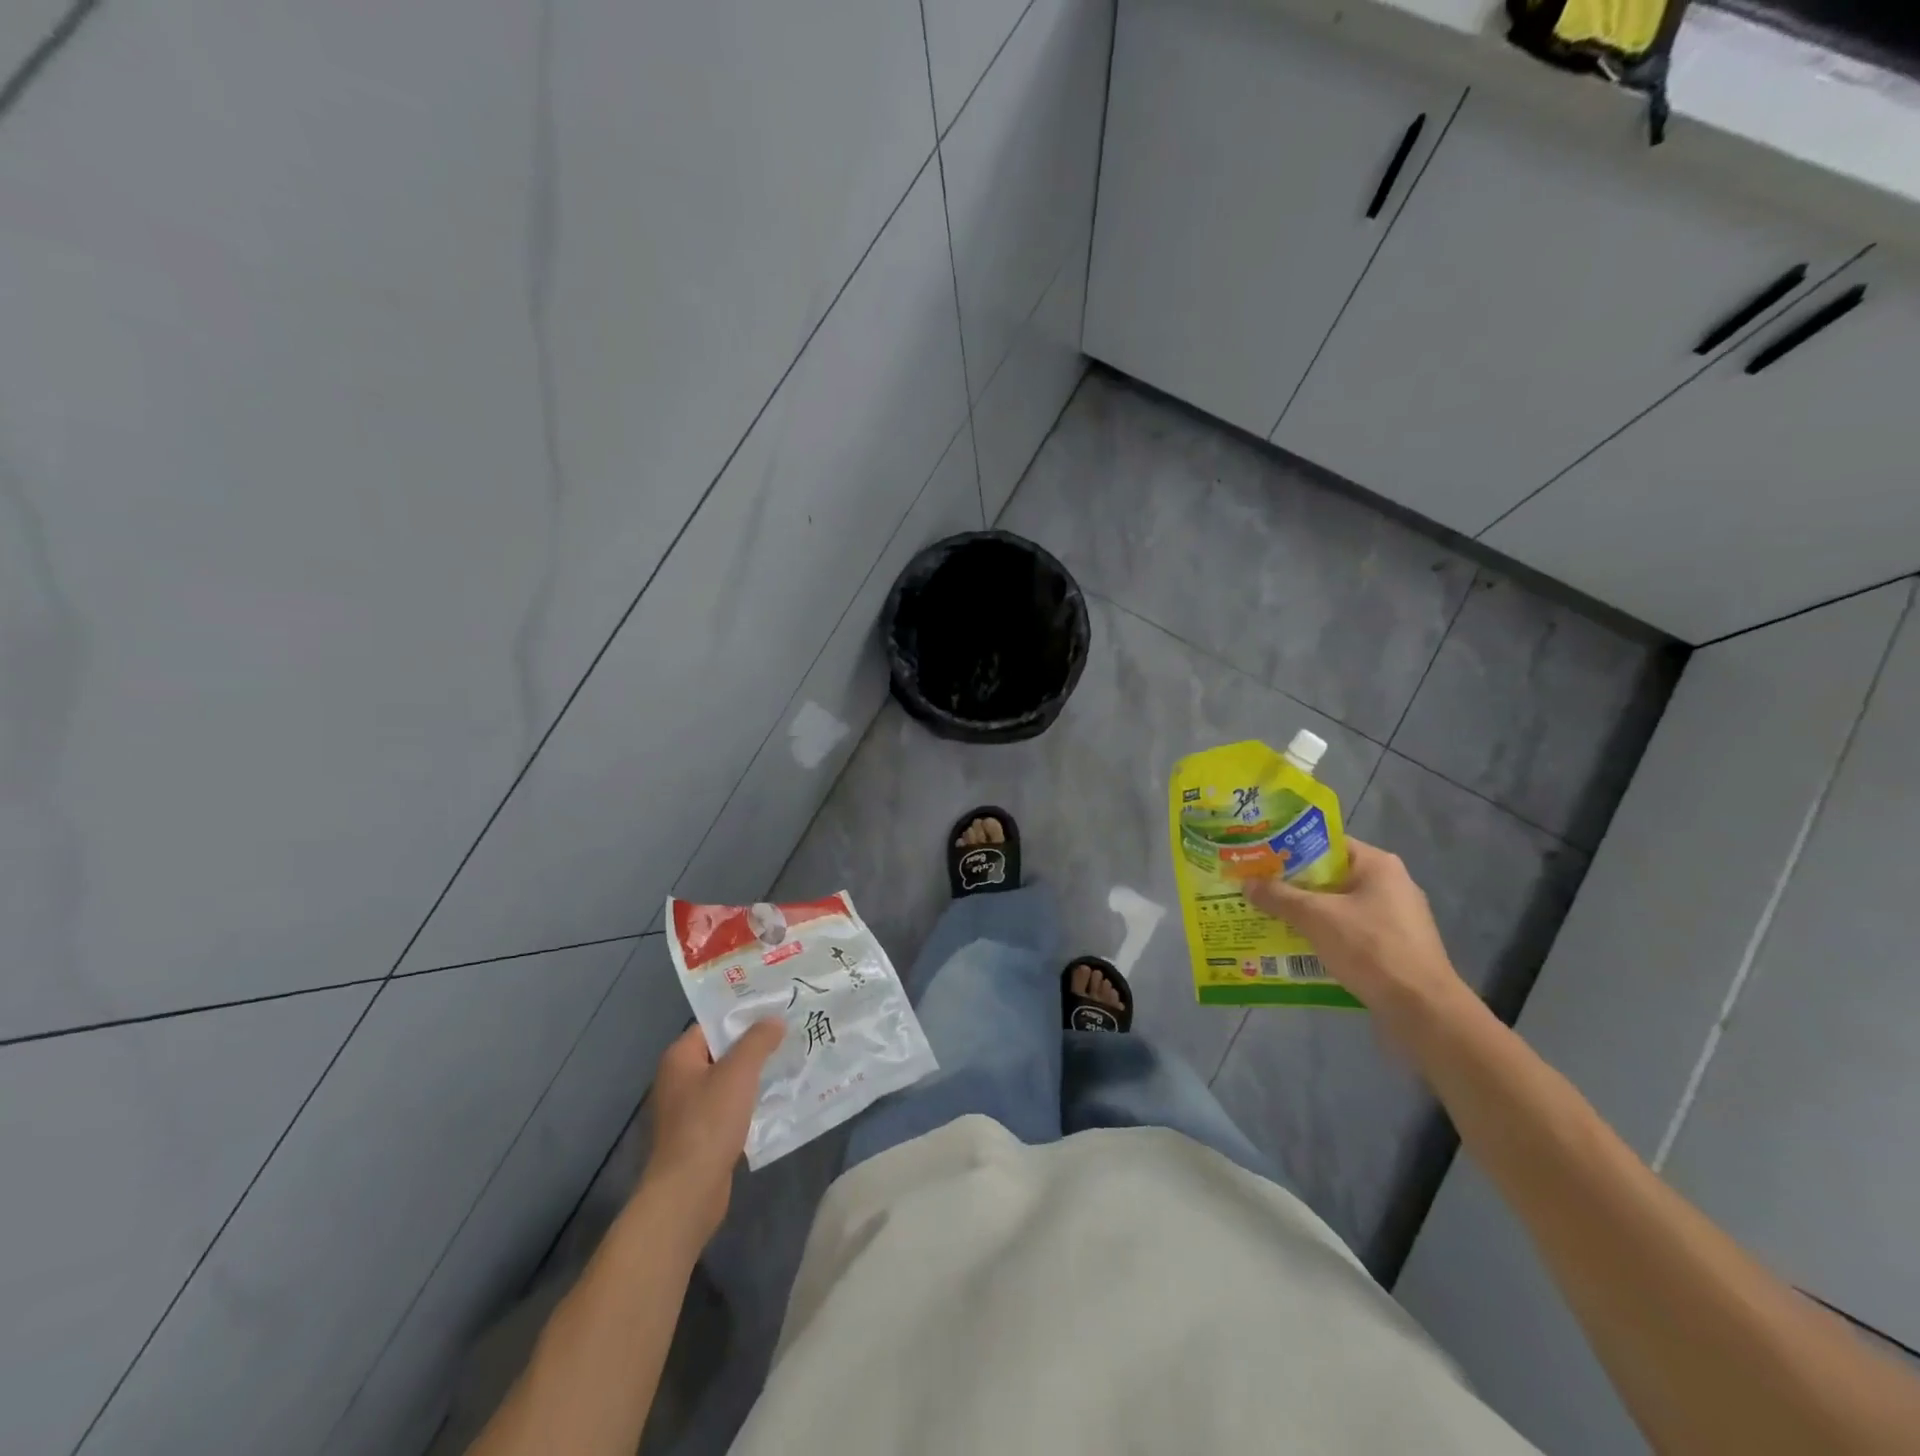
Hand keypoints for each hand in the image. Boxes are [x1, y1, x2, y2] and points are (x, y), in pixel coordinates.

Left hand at [639, 1020, 784, 1247]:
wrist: (688, 1192)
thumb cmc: (709, 1123)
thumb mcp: (738, 1072)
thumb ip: (758, 1041)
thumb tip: (774, 1019)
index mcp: (679, 1058)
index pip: (713, 1024)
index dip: (743, 1016)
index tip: (775, 1010)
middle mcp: (679, 1079)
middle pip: (721, 1052)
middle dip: (754, 1045)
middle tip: (788, 1034)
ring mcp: (688, 1110)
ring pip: (727, 1081)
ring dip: (754, 1074)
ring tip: (789, 1062)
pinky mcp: (700, 1135)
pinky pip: (729, 1107)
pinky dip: (749, 1101)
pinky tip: (775, 1100)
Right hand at [1245, 838, 1472, 1034]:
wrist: (1423, 1010)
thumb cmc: (1370, 948)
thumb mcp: (1316, 918)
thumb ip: (1279, 897)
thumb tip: (1247, 883)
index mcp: (1378, 865)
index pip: (1326, 844)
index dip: (1290, 849)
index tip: (1259, 859)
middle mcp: (1389, 885)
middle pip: (1329, 876)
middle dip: (1292, 885)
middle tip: (1256, 889)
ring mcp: (1394, 918)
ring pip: (1337, 907)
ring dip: (1305, 913)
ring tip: (1267, 918)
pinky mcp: (1393, 948)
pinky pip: (1348, 932)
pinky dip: (1323, 936)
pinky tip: (1296, 947)